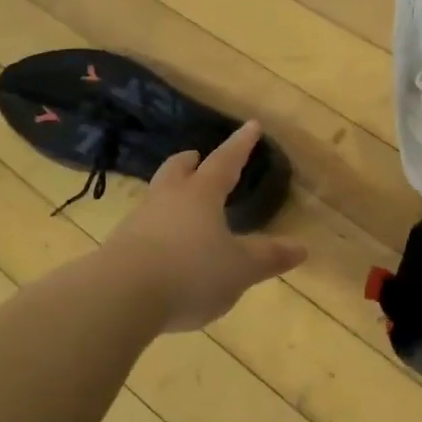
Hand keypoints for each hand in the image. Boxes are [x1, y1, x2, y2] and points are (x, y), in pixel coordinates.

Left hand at [103, 122, 306, 331]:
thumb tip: (301, 247)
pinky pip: (143, 228)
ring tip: (182, 206)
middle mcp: (168, 199)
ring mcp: (138, 222)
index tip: (251, 125)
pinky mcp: (119, 248)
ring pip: (157, 197)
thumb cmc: (191, 272)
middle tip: (197, 158)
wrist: (120, 296)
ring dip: (170, 195)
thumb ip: (268, 257)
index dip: (240, 145)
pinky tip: (164, 247)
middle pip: (177, 170)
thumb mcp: (240, 269)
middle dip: (190, 162)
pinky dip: (158, 228)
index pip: (225, 161)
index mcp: (201, 195)